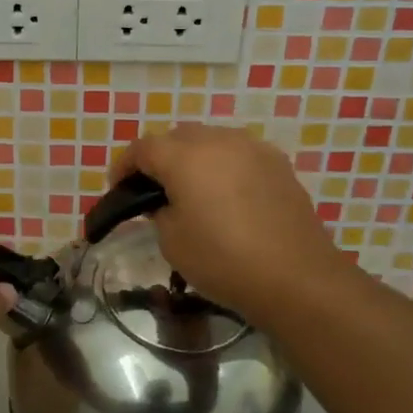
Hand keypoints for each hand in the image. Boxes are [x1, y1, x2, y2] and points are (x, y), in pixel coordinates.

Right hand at [110, 124, 345, 325]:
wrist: (295, 276)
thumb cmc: (223, 259)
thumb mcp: (172, 241)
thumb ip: (159, 211)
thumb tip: (165, 201)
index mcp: (184, 156)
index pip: (142, 148)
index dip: (124, 166)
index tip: (117, 187)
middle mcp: (218, 140)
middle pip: (177, 137)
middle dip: (160, 157)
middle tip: (153, 188)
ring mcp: (252, 148)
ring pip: (211, 140)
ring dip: (194, 158)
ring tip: (191, 189)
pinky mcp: (278, 163)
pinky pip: (239, 154)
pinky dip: (224, 166)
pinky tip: (226, 195)